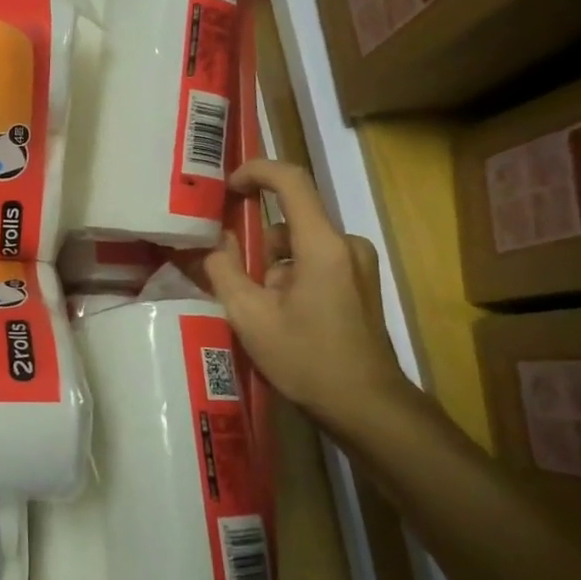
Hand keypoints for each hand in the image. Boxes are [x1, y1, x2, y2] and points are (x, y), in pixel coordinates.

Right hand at [203, 160, 411, 426]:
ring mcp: (358, 266)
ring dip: (272, 267)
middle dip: (255, 243)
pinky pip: (315, 264)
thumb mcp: (250, 316)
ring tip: (254, 310)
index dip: (255, 171)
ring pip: (300, 246)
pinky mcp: (361, 285)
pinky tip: (279, 317)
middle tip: (228, 276)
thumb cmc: (307, 360)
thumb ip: (224, 270)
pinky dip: (290, 278)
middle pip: (290, 221)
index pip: (290, 180)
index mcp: (322, 245)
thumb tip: (213, 243)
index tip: (226, 187)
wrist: (368, 408)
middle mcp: (346, 245)